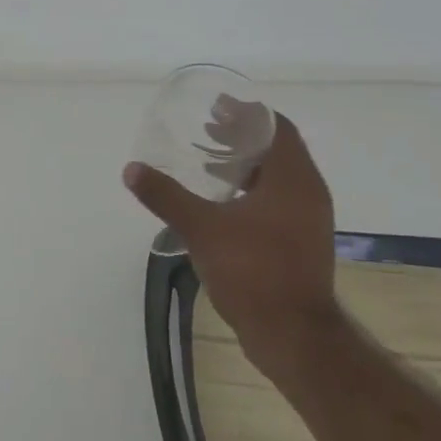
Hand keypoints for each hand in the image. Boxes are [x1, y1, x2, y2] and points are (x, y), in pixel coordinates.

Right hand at [124, 113, 341, 383]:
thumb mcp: (202, 228)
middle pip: (278, 150)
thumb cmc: (252, 271)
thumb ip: (167, 196)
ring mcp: (307, 220)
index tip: (217, 106)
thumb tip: (132, 170)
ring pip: (277, 177)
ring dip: (245, 164)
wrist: (292, 334)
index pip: (277, 128)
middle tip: (206, 129)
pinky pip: (277, 200)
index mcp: (293, 180)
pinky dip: (250, 190)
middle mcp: (307, 193)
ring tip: (208, 161)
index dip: (248, 113)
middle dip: (242, 137)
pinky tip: (221, 202)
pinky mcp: (300, 242)